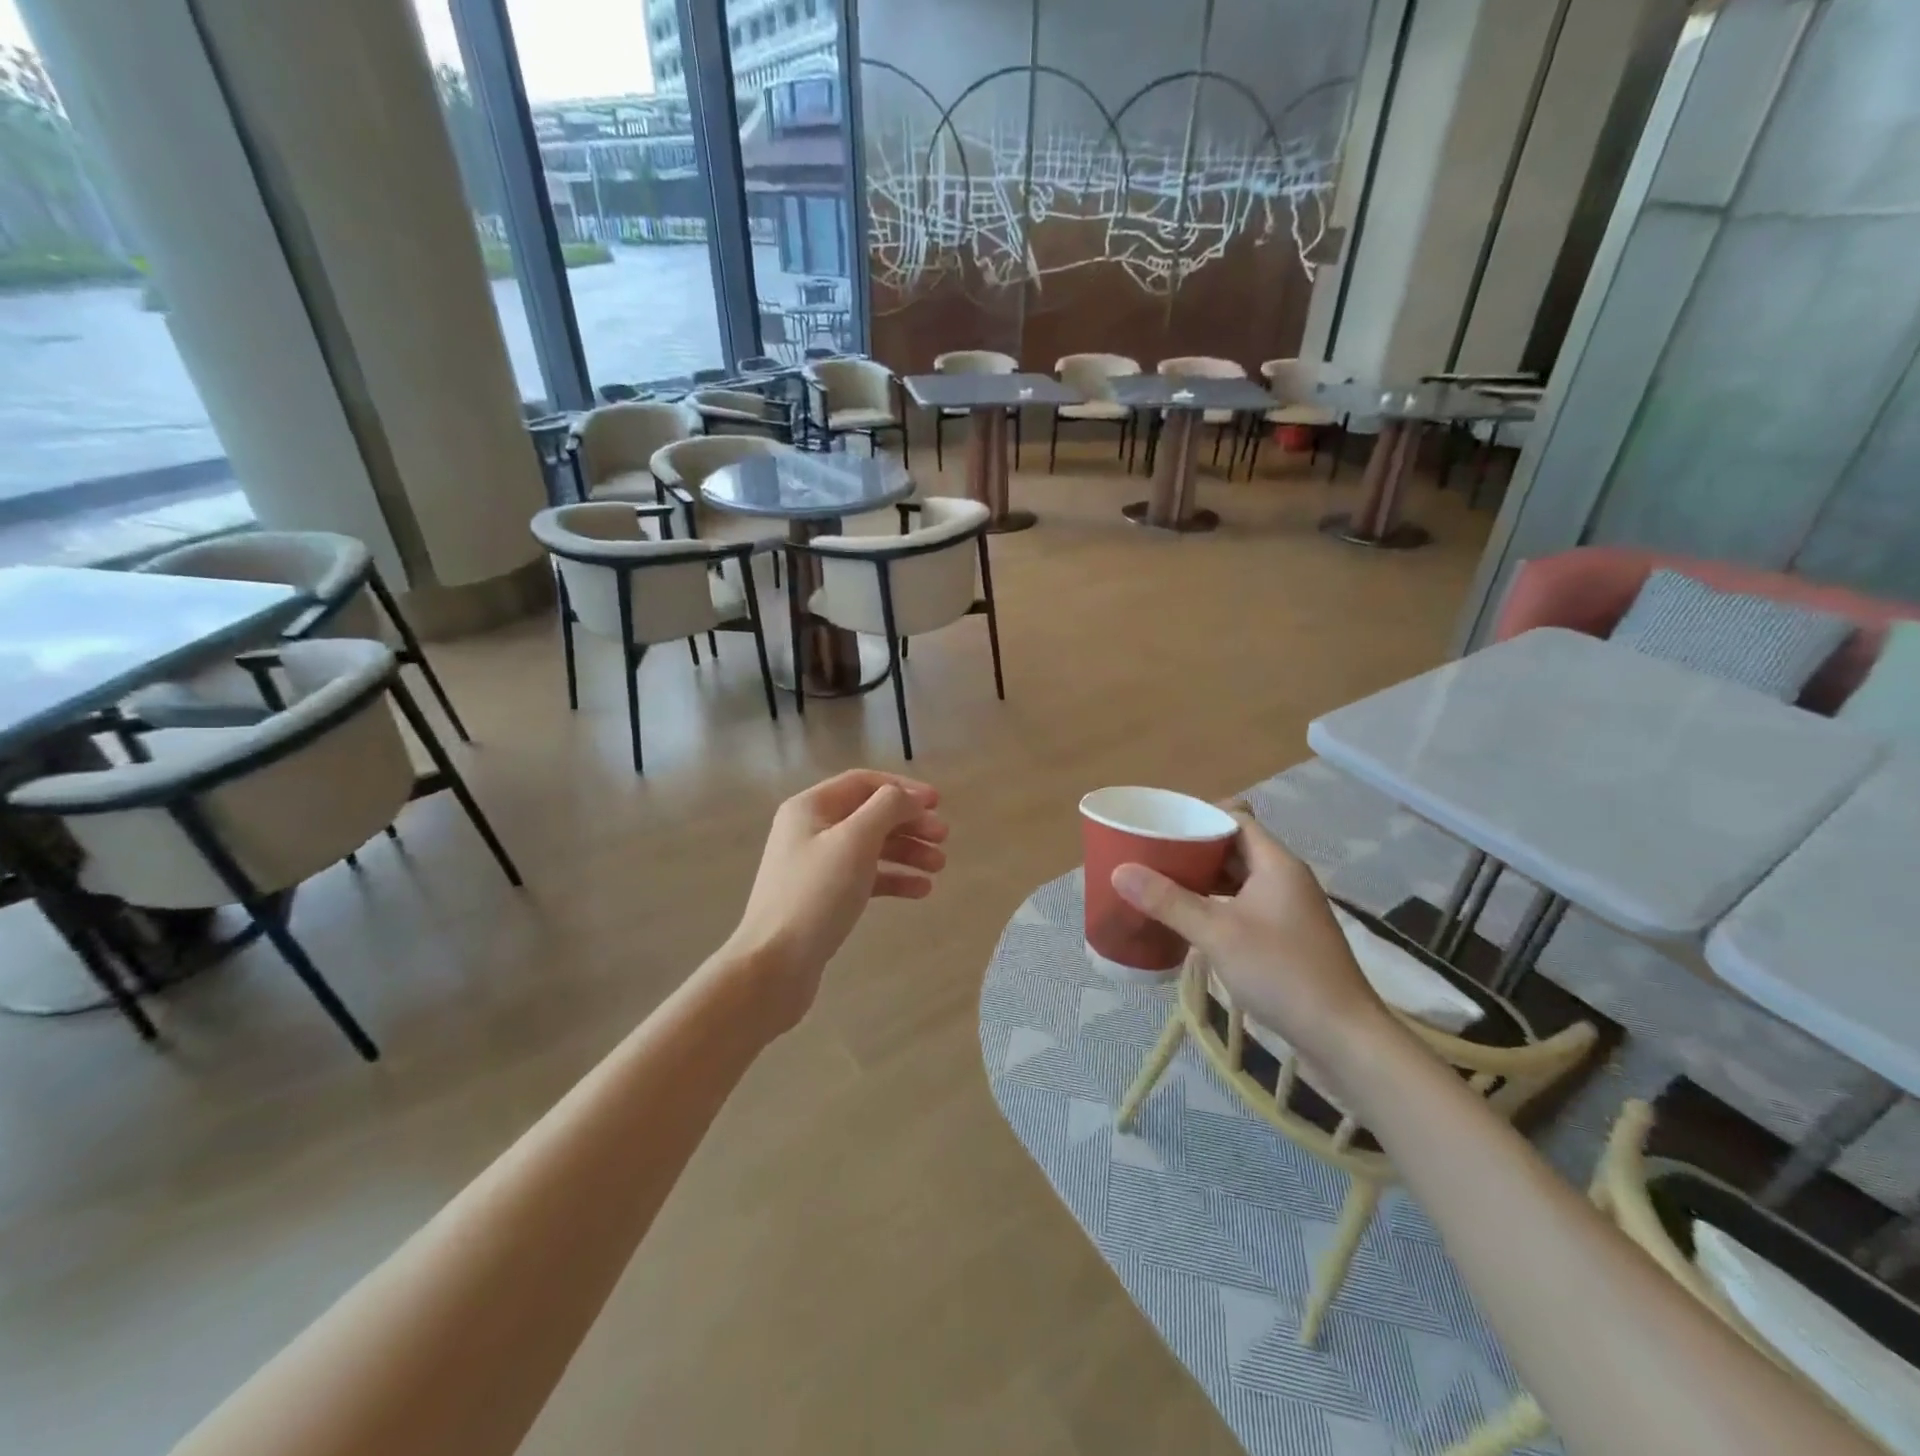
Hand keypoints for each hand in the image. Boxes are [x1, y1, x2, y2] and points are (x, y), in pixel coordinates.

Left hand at [722, 770, 947, 1030]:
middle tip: (944, 838)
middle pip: (870, 814)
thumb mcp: (855, 840)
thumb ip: (887, 808)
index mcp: (811, 807)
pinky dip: (893, 878)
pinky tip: (921, 890)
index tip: (938, 803)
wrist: (774, 965)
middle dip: (909, 823)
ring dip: (907, 851)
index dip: (903, 788)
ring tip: (939, 866)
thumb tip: (909, 797)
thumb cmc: (816, 894)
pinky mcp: (823, 897)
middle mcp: (811, 829)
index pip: (864, 783)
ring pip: (871, 847)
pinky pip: (865, 877)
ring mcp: (816, 865)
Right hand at [1111, 816, 1393, 1064]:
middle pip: (1234, 847)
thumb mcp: (1217, 934)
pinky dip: (1216, 904)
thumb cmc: (1281, 972)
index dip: (1199, 816)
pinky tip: (1189, 919)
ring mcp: (1287, 909)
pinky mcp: (1286, 936)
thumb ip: (1168, 900)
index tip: (1162, 824)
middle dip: (1194, 849)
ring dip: (1203, 878)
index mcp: (1276, 864)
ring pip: (1238, 879)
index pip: (1235, 818)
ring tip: (1160, 883)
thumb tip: (1119, 870)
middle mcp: (1284, 878)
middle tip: (1152, 854)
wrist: (1342, 1034)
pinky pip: (1244, 904)